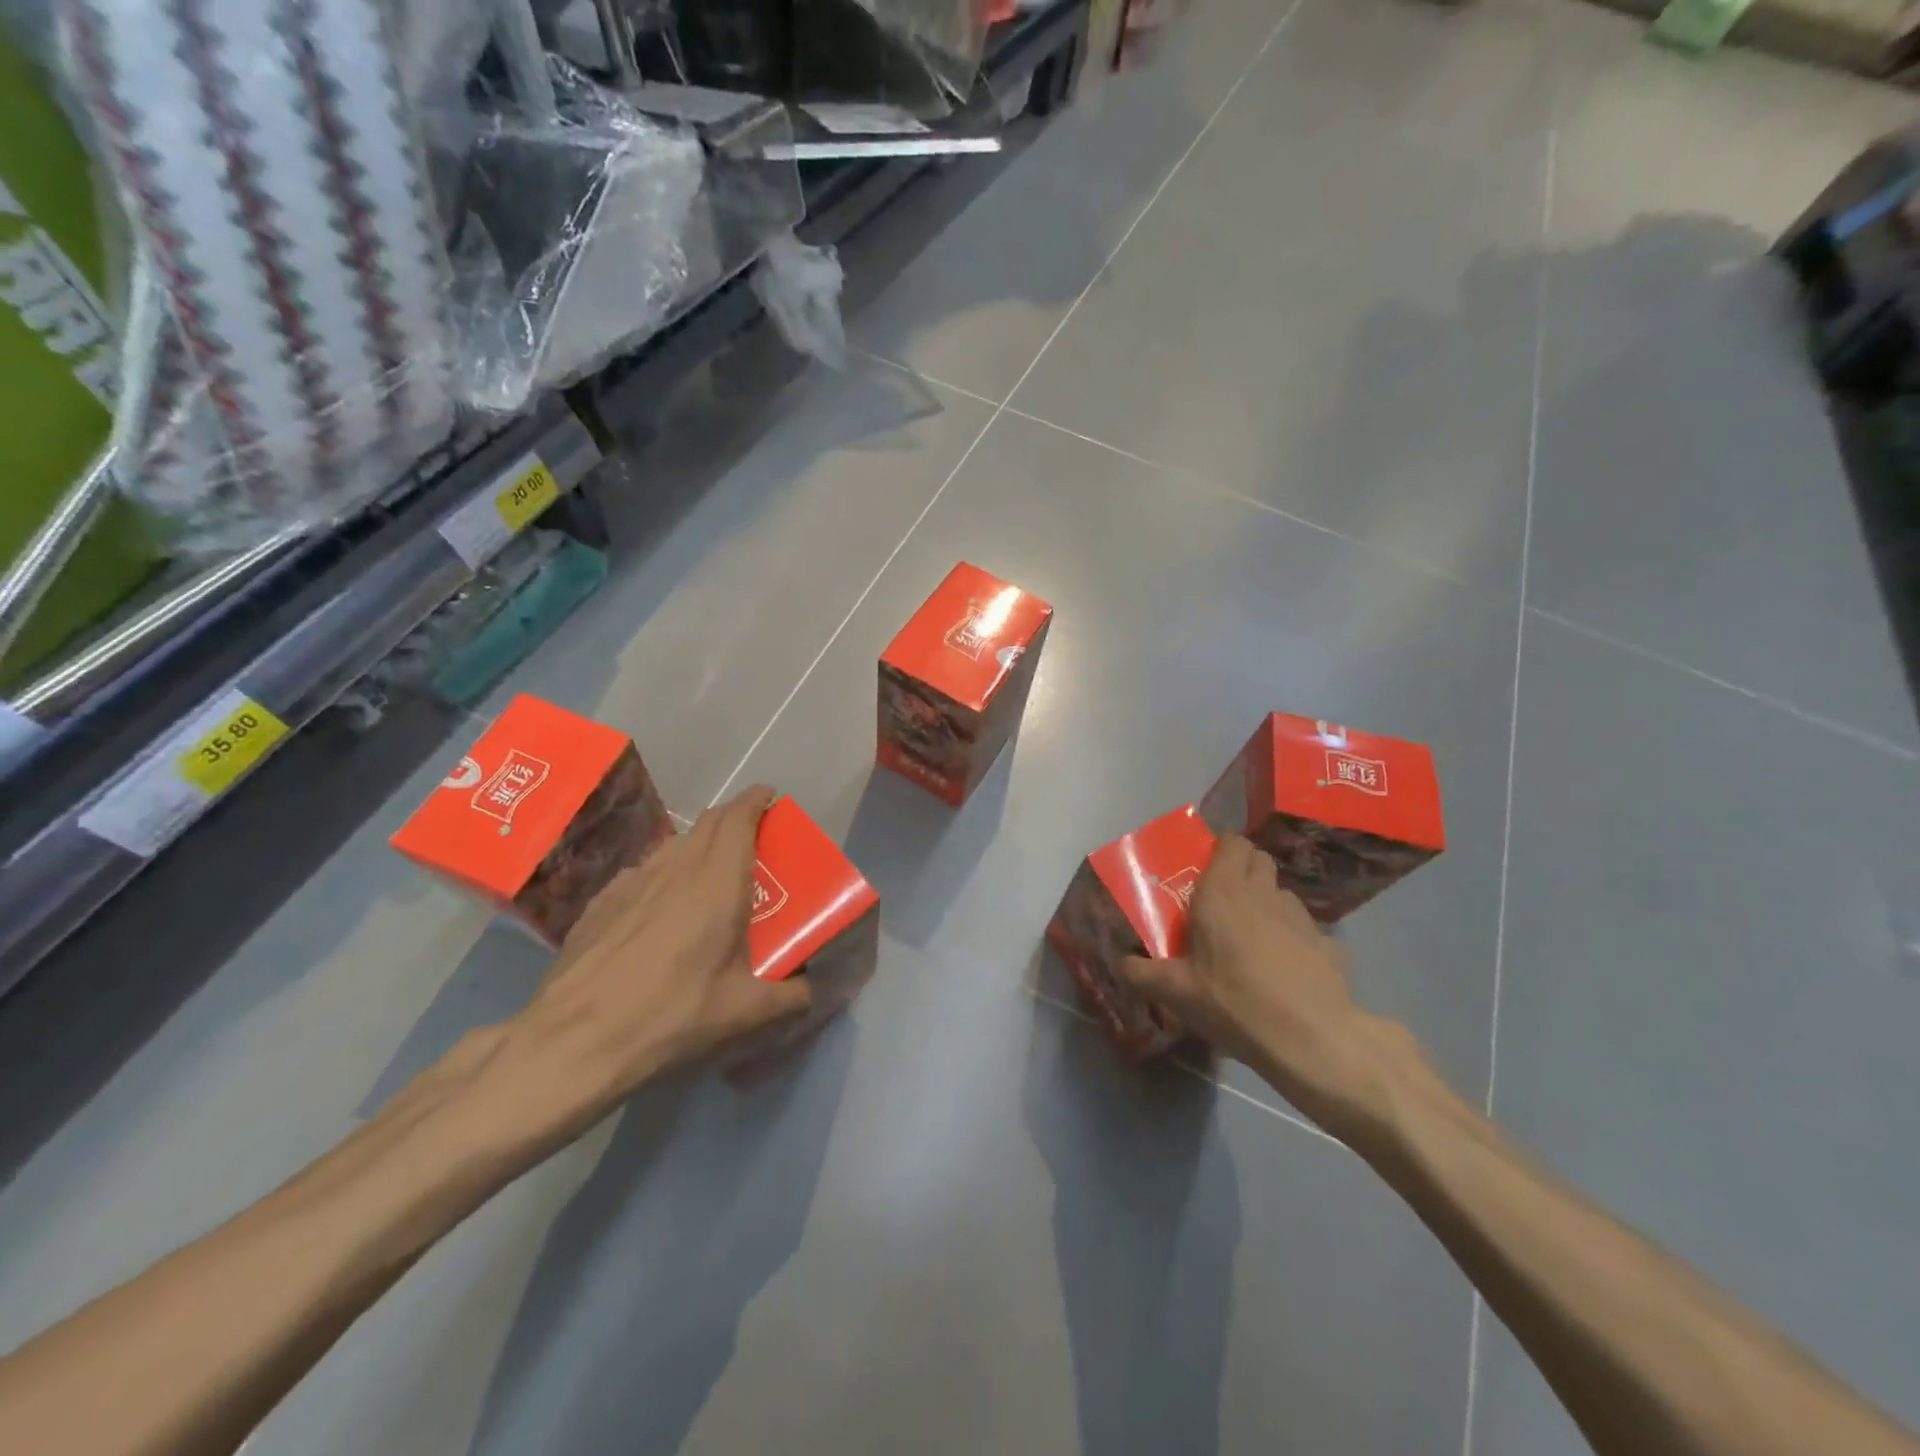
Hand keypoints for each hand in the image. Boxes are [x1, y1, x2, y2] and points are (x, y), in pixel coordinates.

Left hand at [493, 786, 813, 1136]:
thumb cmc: (673, 1016)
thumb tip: (816, 989)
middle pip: (709, 822)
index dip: (757, 799)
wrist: (574, 1041)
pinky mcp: (601, 902)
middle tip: (755, 843)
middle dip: (735, 819)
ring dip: (700, 845)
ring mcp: (632, 881)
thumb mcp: (746, 1013)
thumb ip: (793, 996)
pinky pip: (644, 870)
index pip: (739, 816)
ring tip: (711, 876)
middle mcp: (676, 867)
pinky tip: (662, 910)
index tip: (772, 800)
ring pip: (675, 844)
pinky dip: (665, 873)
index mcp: (718, 881)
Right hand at [1115, 835, 1414, 1139]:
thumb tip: (1120, 964)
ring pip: (1281, 892)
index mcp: (1223, 891)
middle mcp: (1263, 893)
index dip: (1220, 850)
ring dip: (1266, 903)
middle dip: (1242, 869)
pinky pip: (1305, 928)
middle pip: (1258, 859)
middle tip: (1222, 901)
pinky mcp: (1329, 943)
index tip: (1203, 872)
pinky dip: (1293, 938)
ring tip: (1253, 937)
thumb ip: (1141, 973)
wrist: (1312, 1039)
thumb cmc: (1234, 1002)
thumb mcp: (1175, 993)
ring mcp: (1301, 916)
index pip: (1230, 842)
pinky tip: (1286, 969)